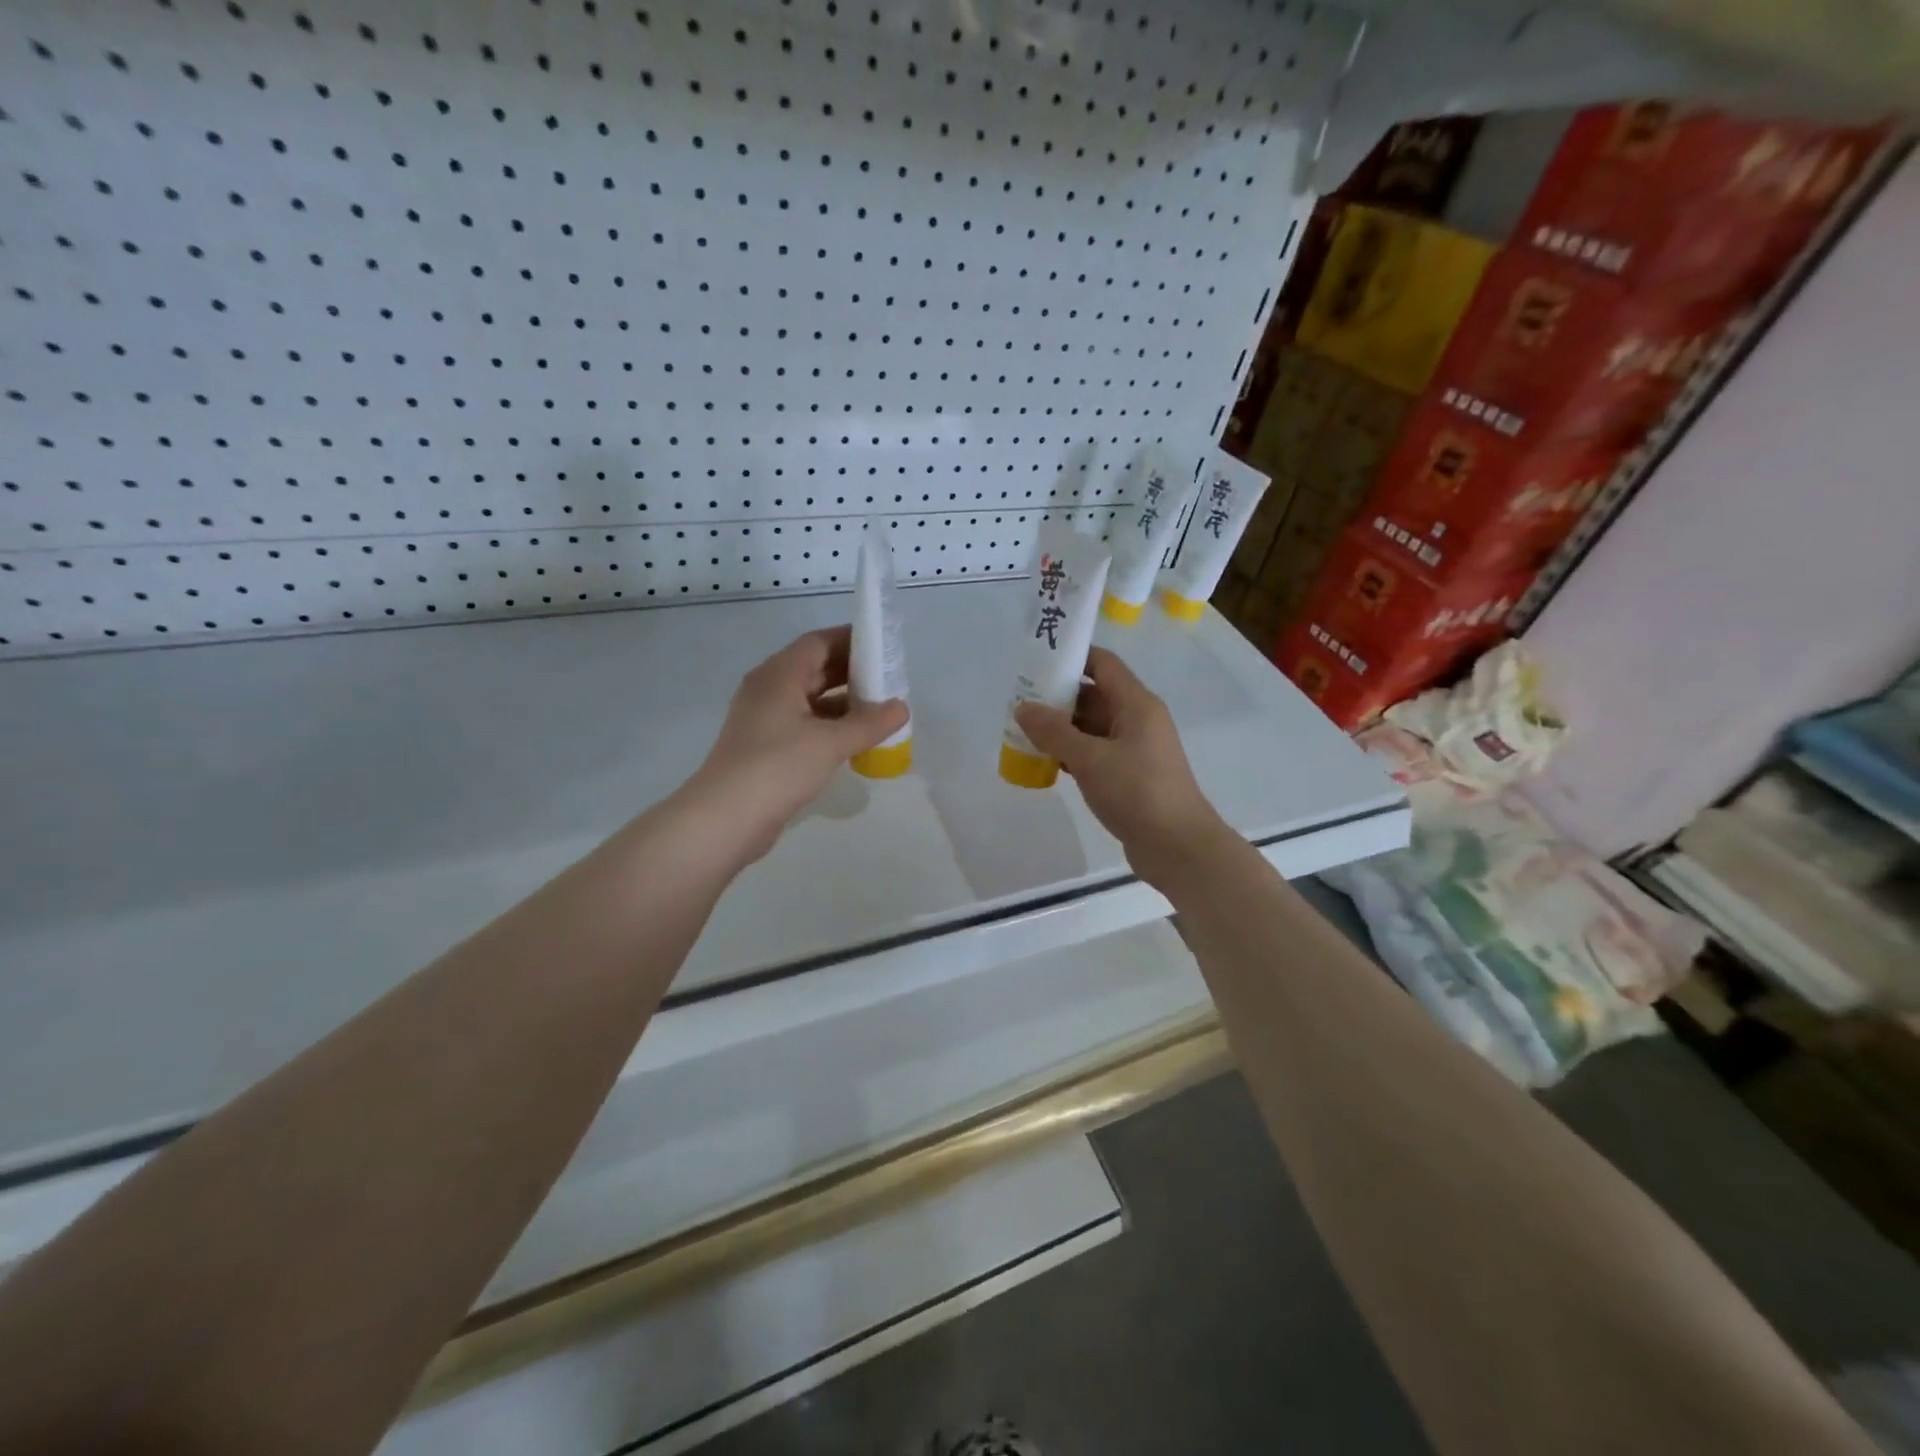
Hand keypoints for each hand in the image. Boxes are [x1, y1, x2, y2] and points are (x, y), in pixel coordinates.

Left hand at [686, 626, 908, 861]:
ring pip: (811, 700)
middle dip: (852, 673)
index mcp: (779, 675)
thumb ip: (869, 723)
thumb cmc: (777, 767)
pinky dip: (831, 727)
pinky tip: (856, 741)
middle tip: (890, 682)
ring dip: (844, 703)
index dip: (851, 640)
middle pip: (815, 669)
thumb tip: (902, 707)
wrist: (725, 818)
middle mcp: (769, 690)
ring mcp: (765, 720)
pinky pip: (805, 725)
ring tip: (880, 712)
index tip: (884, 648)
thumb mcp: (830, 743)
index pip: (818, 642)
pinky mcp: (766, 747)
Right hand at [1013, 647, 1235, 888]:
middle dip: (1058, 697)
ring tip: (1025, 732)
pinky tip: (1047, 762)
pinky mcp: (1130, 775)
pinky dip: (1073, 752)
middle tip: (1020, 703)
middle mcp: (1137, 720)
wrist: (1178, 847)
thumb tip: (1023, 708)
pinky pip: (1096, 752)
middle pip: (1094, 695)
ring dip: (1062, 728)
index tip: (1036, 662)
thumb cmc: (1137, 792)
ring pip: (1093, 726)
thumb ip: (1054, 732)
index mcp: (1136, 704)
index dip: (1071, 657)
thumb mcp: (1089, 759)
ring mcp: (1135, 748)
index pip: (1102, 664)